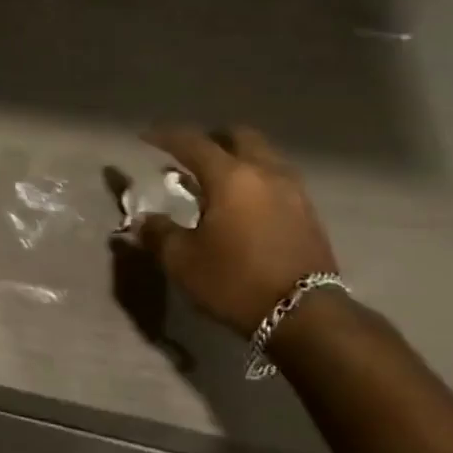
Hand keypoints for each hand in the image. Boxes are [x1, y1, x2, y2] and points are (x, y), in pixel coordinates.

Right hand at [129, 125, 337, 336]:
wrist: (305, 316)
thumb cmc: (235, 281)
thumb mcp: (182, 261)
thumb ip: (159, 233)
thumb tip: (144, 219)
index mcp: (230, 177)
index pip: (193, 143)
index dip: (165, 136)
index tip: (146, 137)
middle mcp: (265, 173)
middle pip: (239, 136)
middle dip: (212, 139)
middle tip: (190, 155)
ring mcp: (293, 191)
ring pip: (263, 156)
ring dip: (238, 159)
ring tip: (216, 180)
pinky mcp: (308, 213)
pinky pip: (277, 179)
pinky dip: (256, 180)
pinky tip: (244, 204)